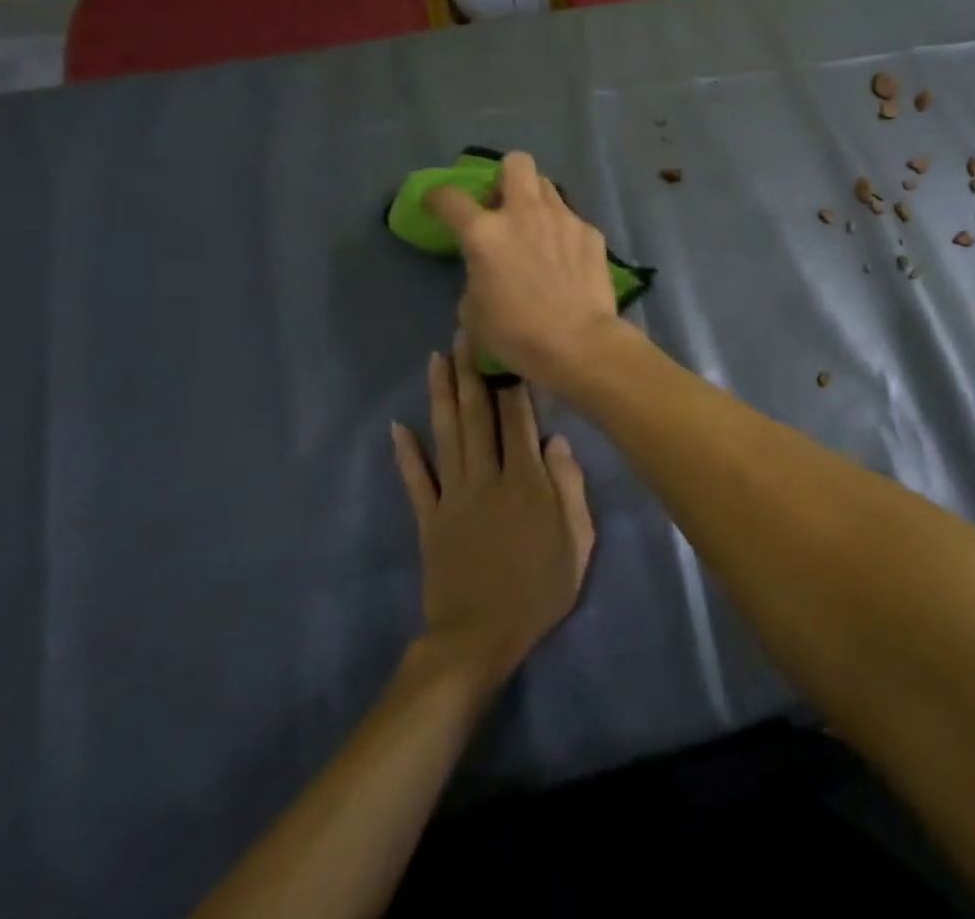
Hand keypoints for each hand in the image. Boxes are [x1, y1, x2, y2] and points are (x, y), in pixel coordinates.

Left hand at [390, 332, 595, 685]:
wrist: (478, 640)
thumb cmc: (538, 590)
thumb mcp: (577, 542)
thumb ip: (571, 487)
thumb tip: (558, 440)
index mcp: (526, 480)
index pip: (519, 418)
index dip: (513, 380)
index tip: (507, 346)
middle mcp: (487, 477)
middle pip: (478, 416)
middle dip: (472, 371)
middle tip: (465, 333)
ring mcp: (453, 496)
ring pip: (446, 435)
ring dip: (441, 395)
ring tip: (436, 359)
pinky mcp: (429, 519)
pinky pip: (416, 480)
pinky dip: (405, 453)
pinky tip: (397, 425)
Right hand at [424, 150, 622, 383]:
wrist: (579, 342)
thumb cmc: (517, 334)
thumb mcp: (473, 311)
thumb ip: (475, 275)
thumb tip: (486, 269)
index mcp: (485, 233)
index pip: (449, 197)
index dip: (437, 196)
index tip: (437, 203)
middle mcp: (524, 213)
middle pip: (516, 163)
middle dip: (505, 176)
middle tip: (503, 205)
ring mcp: (563, 218)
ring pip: (547, 187)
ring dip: (536, 201)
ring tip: (536, 230)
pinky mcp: (590, 232)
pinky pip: (571, 219)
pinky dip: (563, 232)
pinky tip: (566, 259)